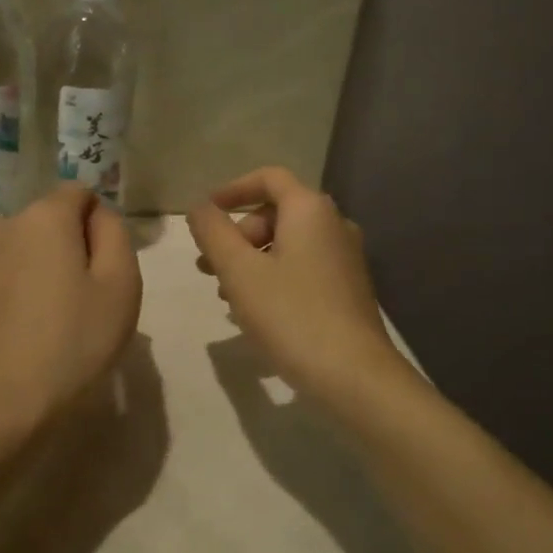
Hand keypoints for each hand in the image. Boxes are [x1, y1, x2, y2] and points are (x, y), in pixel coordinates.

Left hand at [0, 185, 142, 436]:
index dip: (101, 223)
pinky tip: (31, 329)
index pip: (80, 193)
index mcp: (45, 217)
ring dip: (47, 266)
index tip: (108, 267)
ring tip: (59, 314)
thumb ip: (116, 234)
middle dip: (74, 244)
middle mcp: (6, 226)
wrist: (3, 404)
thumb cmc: (74, 341)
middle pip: (52, 218)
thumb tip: (98, 216)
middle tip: (90, 296)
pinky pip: (7, 273)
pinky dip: (23, 287)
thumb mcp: (121, 284)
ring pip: (28, 247)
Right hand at [188, 167, 409, 400]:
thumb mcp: (239, 271)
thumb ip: (213, 232)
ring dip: (252, 260)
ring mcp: (345, 258)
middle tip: (209, 267)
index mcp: (310, 210)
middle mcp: (334, 224)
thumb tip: (199, 207)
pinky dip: (274, 277)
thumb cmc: (291, 315)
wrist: (353, 374)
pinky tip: (256, 311)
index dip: (232, 189)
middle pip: (277, 213)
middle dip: (238, 234)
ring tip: (225, 294)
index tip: (205, 214)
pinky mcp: (348, 288)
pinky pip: (304, 267)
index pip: (269, 178)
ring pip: (289, 244)